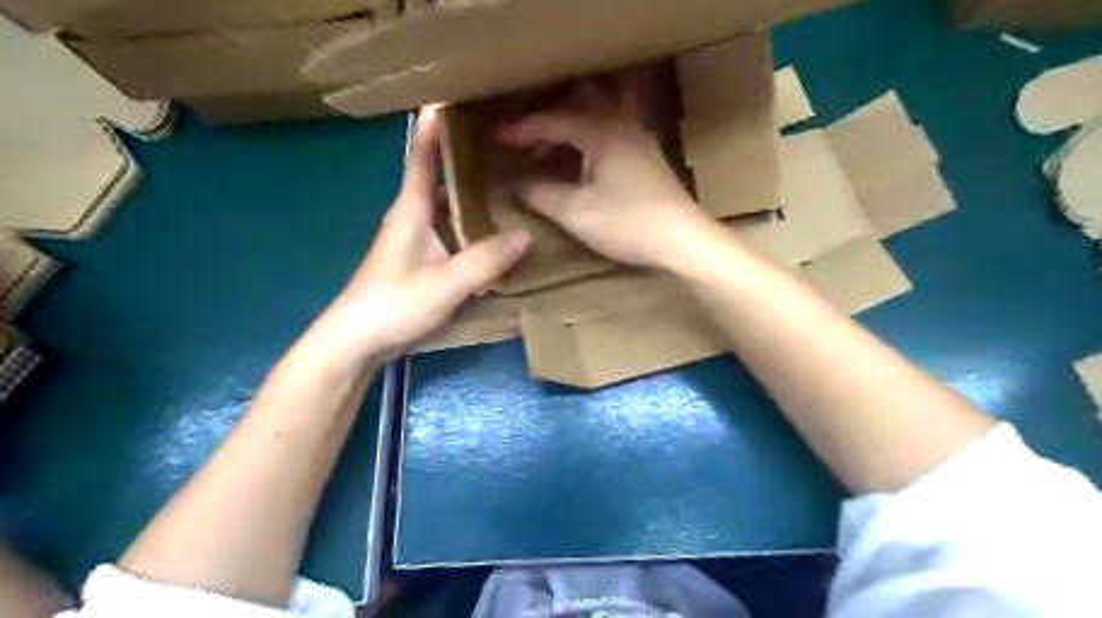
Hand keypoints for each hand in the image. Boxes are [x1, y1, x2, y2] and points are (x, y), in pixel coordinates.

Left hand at [316, 105, 530, 361]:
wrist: (356, 342)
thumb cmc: (393, 305)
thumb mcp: (445, 284)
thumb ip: (485, 261)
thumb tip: (526, 235)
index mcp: (411, 210)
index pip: (422, 156)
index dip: (435, 127)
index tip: (455, 96)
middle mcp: (412, 216)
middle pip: (438, 174)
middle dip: (464, 153)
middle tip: (501, 138)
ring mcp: (415, 239)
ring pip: (446, 202)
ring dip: (469, 186)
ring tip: (505, 174)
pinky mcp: (421, 259)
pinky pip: (450, 227)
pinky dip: (469, 218)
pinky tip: (492, 224)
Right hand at [497, 83, 715, 270]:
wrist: (681, 238)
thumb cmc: (628, 223)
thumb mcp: (576, 212)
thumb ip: (541, 195)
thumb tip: (515, 186)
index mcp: (600, 130)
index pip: (552, 121)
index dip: (520, 129)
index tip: (494, 136)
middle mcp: (620, 122)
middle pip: (575, 105)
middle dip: (545, 120)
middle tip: (523, 140)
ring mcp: (636, 136)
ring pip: (594, 117)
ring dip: (567, 129)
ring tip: (545, 151)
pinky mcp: (644, 153)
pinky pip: (607, 131)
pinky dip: (585, 139)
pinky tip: (577, 162)